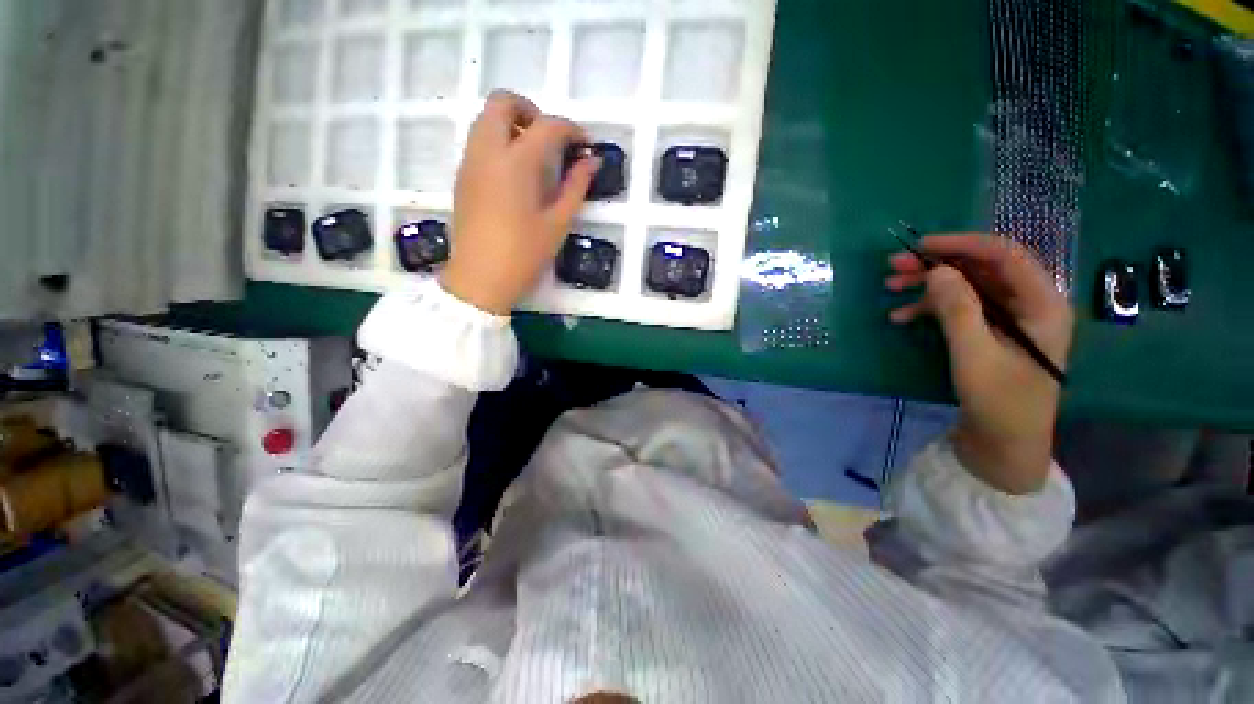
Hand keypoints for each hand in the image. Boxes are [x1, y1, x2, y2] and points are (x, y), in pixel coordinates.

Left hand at [440, 91, 598, 314]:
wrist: (479, 279)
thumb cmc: (523, 255)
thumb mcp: (558, 223)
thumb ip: (576, 187)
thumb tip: (591, 162)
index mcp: (516, 163)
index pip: (547, 126)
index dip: (571, 129)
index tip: (585, 145)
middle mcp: (487, 151)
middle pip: (503, 102)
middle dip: (531, 111)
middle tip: (552, 141)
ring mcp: (470, 162)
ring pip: (486, 119)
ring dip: (512, 124)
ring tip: (536, 158)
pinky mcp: (461, 177)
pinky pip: (479, 141)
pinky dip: (499, 141)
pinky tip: (516, 175)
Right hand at [885, 234, 1073, 493]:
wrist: (1005, 442)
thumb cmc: (999, 401)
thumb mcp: (975, 354)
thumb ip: (958, 309)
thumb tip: (937, 270)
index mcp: (1042, 304)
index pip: (1005, 256)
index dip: (963, 244)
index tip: (921, 246)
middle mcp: (1029, 304)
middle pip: (983, 269)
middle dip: (938, 264)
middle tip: (896, 266)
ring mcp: (1010, 319)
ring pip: (968, 287)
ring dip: (929, 285)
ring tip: (891, 287)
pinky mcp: (992, 333)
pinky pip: (961, 308)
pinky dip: (930, 308)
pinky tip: (901, 316)